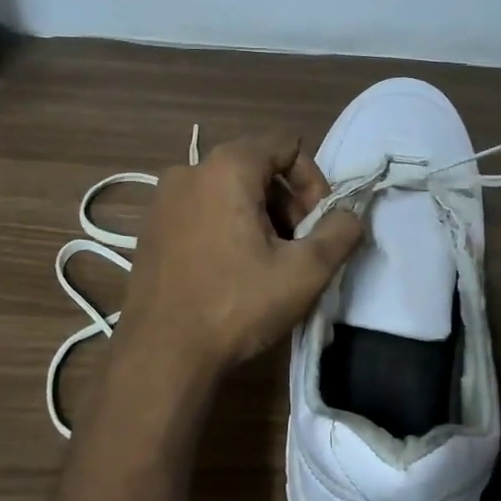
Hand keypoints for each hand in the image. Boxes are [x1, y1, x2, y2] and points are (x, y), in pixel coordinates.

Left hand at [116, 134, 364, 378]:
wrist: (162, 354)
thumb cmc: (236, 305)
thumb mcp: (304, 271)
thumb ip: (340, 232)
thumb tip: (350, 215)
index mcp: (226, 167)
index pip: (286, 145)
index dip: (313, 181)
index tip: (318, 225)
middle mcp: (188, 171)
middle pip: (257, 168)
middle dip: (287, 203)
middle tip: (297, 248)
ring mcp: (163, 200)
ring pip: (229, 191)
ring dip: (259, 218)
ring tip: (267, 264)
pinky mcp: (150, 227)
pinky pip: (202, 211)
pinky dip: (227, 227)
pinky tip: (232, 271)